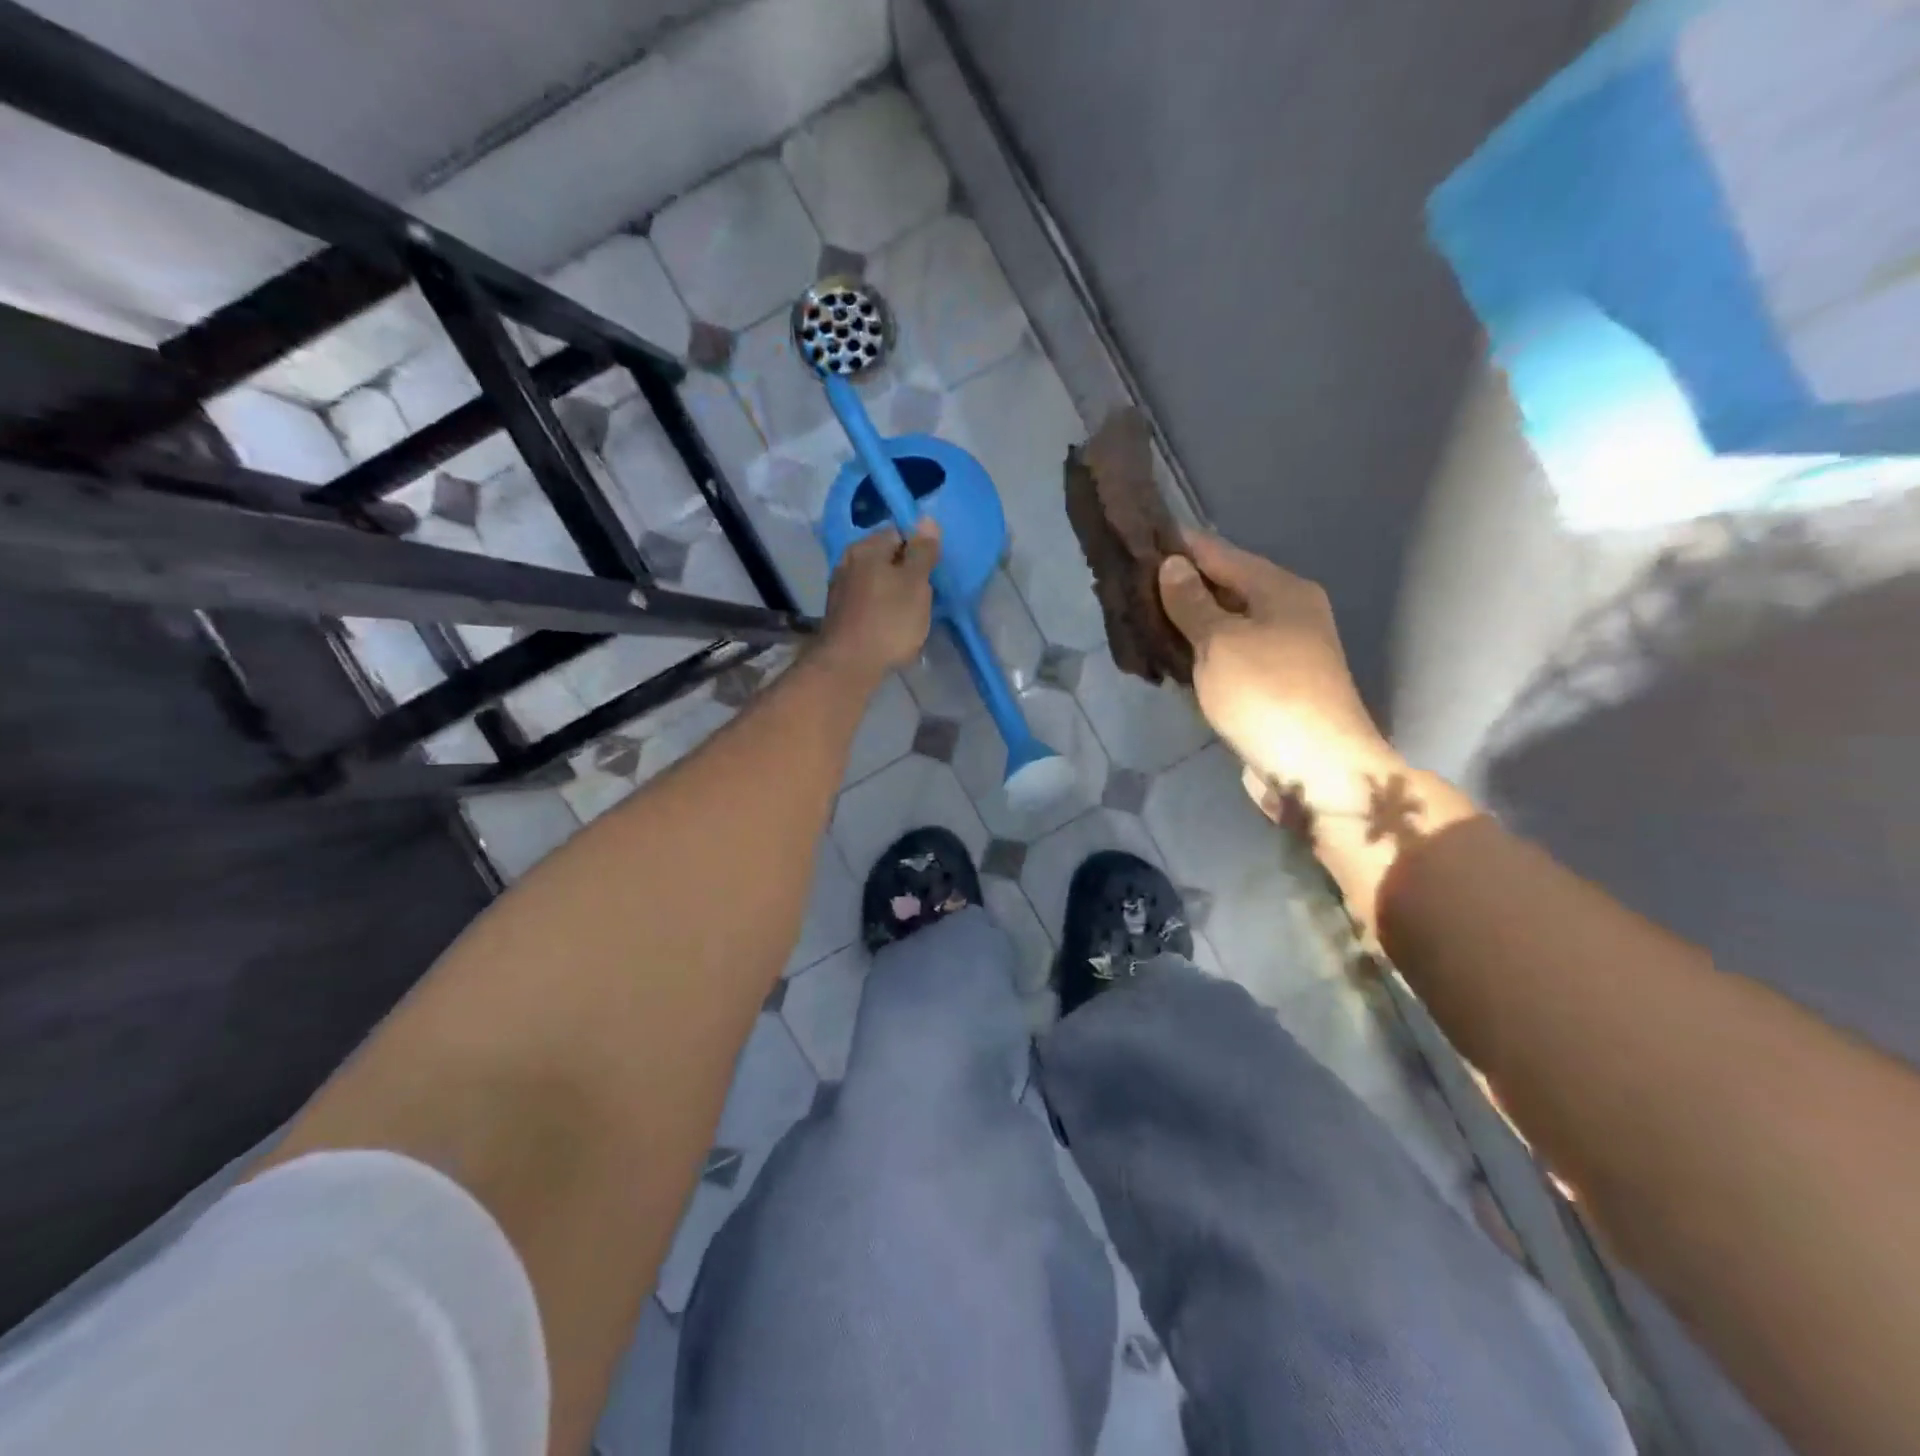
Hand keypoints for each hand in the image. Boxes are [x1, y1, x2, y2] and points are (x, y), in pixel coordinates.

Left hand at [814, 519, 940, 684]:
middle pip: (885, 556)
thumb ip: (922, 551)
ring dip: (892, 591)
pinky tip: (888, 626)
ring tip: (907, 614)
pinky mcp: (838, 612)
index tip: (930, 574)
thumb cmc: (889, 621)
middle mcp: (848, 560)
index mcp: (866, 547)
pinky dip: (879, 608)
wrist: (849, 665)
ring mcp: (839, 587)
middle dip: (905, 572)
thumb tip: (926, 519)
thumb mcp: (916, 583)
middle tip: (922, 596)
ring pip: (875, 579)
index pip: (898, 532)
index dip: (919, 550)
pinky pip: (866, 600)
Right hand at [1158, 532, 1397, 790]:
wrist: (1315, 770)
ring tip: (1137, 620)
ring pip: (1222, 626)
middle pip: (1222, 589)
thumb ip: (1192, 603)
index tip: (1137, 541)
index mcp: (1280, 589)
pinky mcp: (1269, 687)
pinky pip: (1226, 658)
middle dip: (1177, 588)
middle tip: (1126, 587)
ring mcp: (1280, 652)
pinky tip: (1167, 659)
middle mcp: (1286, 613)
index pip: (1219, 554)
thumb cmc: (1266, 694)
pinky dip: (1198, 655)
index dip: (1178, 547)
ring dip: (1185, 625)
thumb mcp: (1221, 642)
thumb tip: (1173, 565)